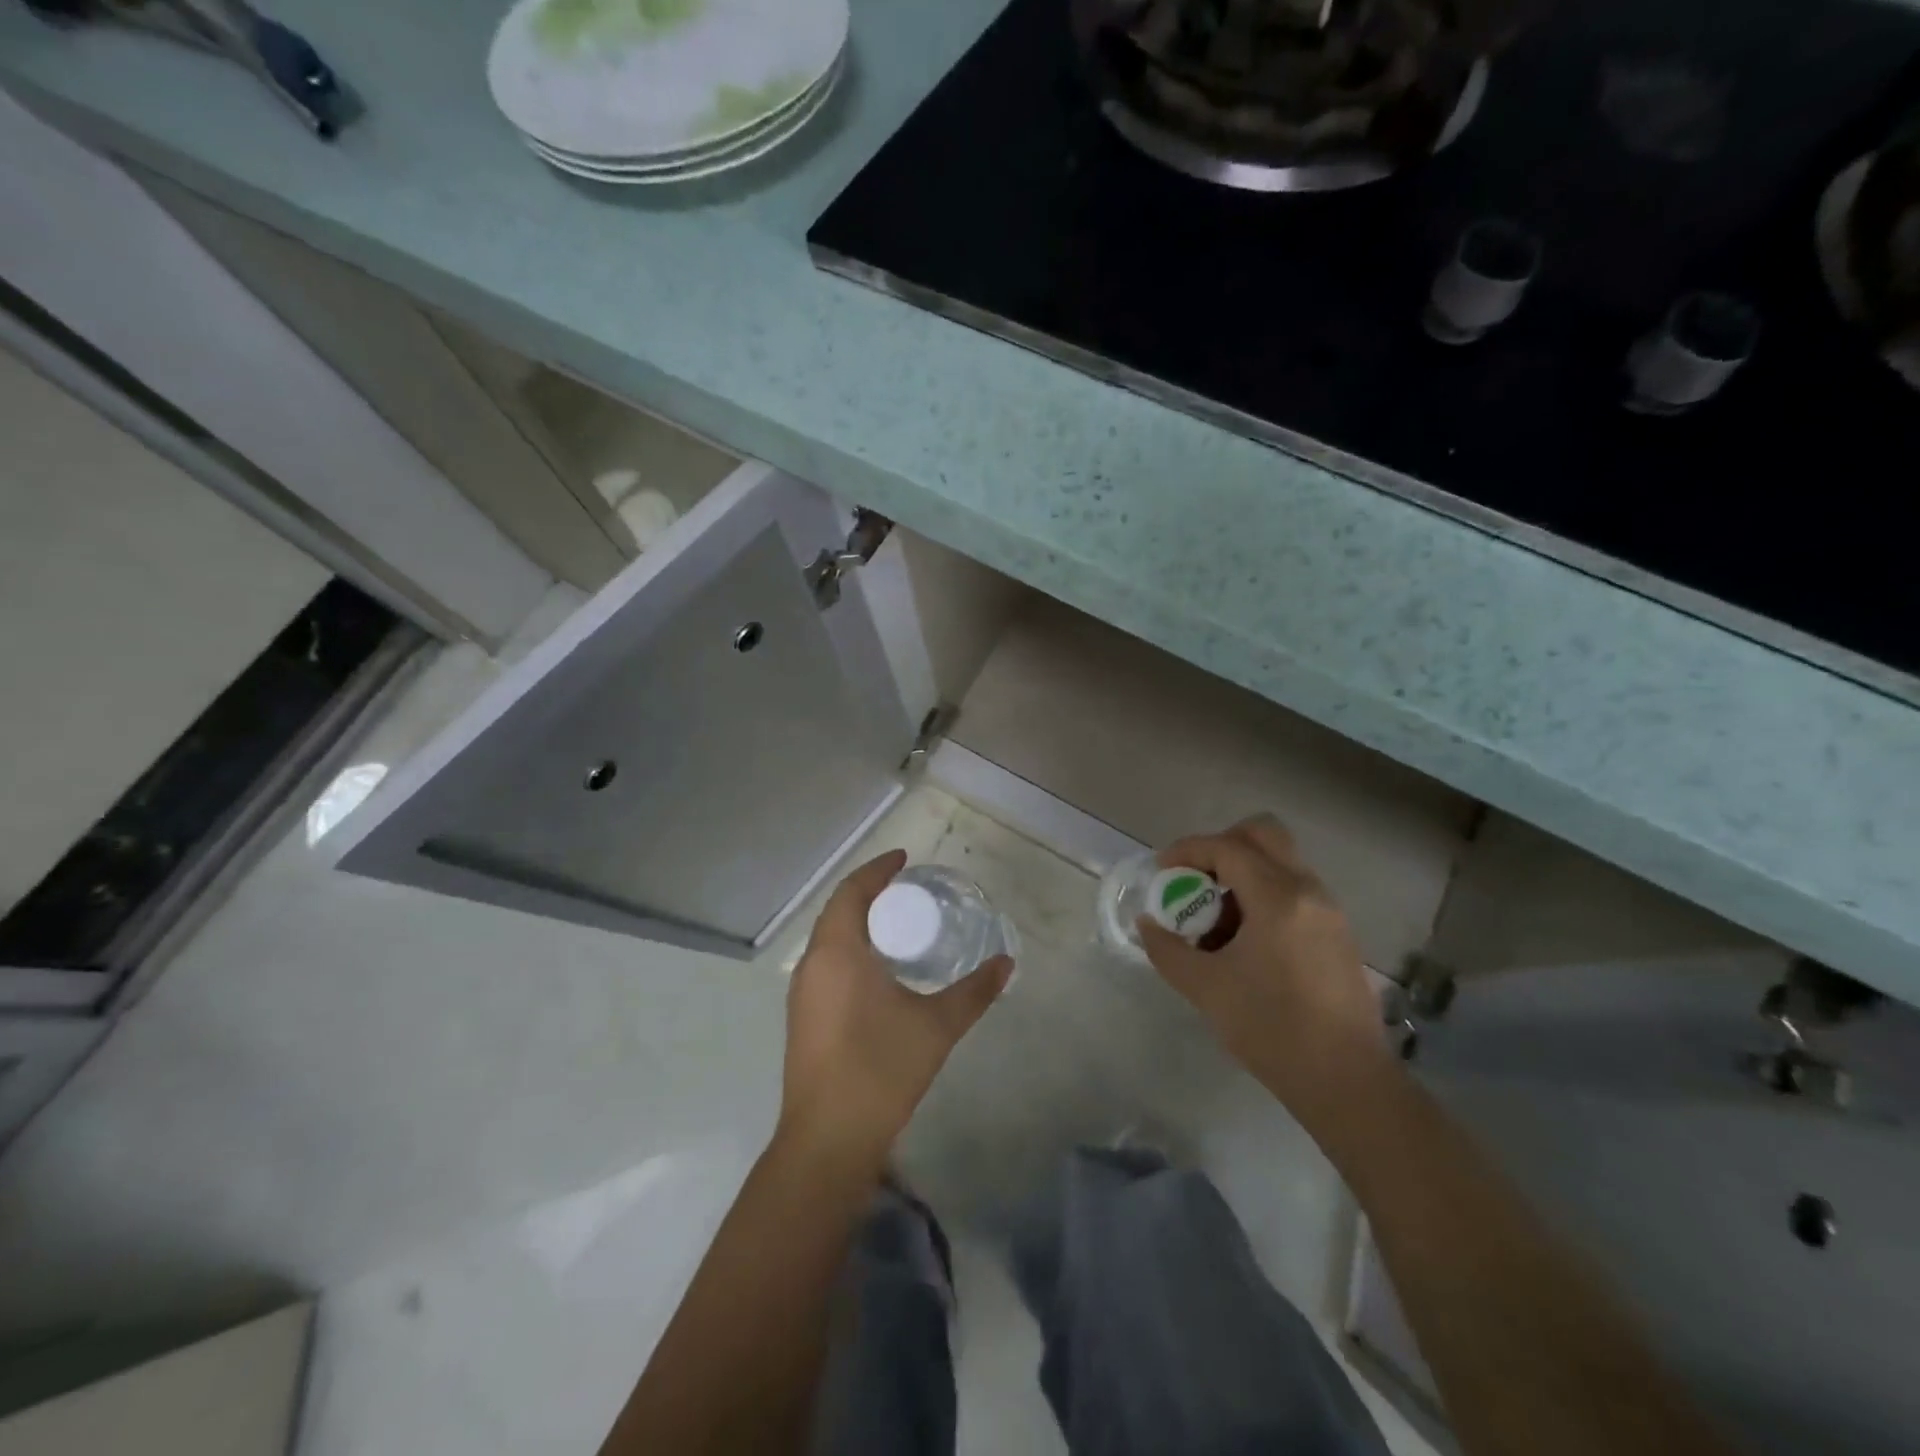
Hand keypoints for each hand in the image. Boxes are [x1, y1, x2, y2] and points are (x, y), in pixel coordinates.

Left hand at [779, 850, 1012, 1165]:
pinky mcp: (803, 1018)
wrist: (828, 1140)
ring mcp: (802, 993)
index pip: (852, 891)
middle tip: (908, 891)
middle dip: (870, 894)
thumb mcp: (936, 1026)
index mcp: (837, 952)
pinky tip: (879, 971)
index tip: (905, 859)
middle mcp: (812, 964)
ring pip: (829, 940)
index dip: (877, 870)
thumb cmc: (880, 1069)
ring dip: (858, 923)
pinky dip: (851, 950)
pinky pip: (826, 964)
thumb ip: (974, 991)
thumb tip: (1007, 963)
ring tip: (898, 925)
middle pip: (838, 911)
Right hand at [1137, 816, 1394, 1122]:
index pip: (1227, 847)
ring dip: (1242, 873)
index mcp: (1278, 898)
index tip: (1162, 871)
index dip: (1188, 851)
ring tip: (1214, 918)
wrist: (1346, 1082)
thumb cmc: (1272, 1029)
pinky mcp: (1337, 933)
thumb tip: (1148, 924)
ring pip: (1280, 862)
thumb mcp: (1205, 988)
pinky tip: (1244, 940)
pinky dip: (1263, 895)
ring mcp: (1329, 911)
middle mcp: (1308, 891)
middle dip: (1221, 846)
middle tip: (1194, 878)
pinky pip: (1294, 890)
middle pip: (1264, 835)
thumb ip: (1167, 949)